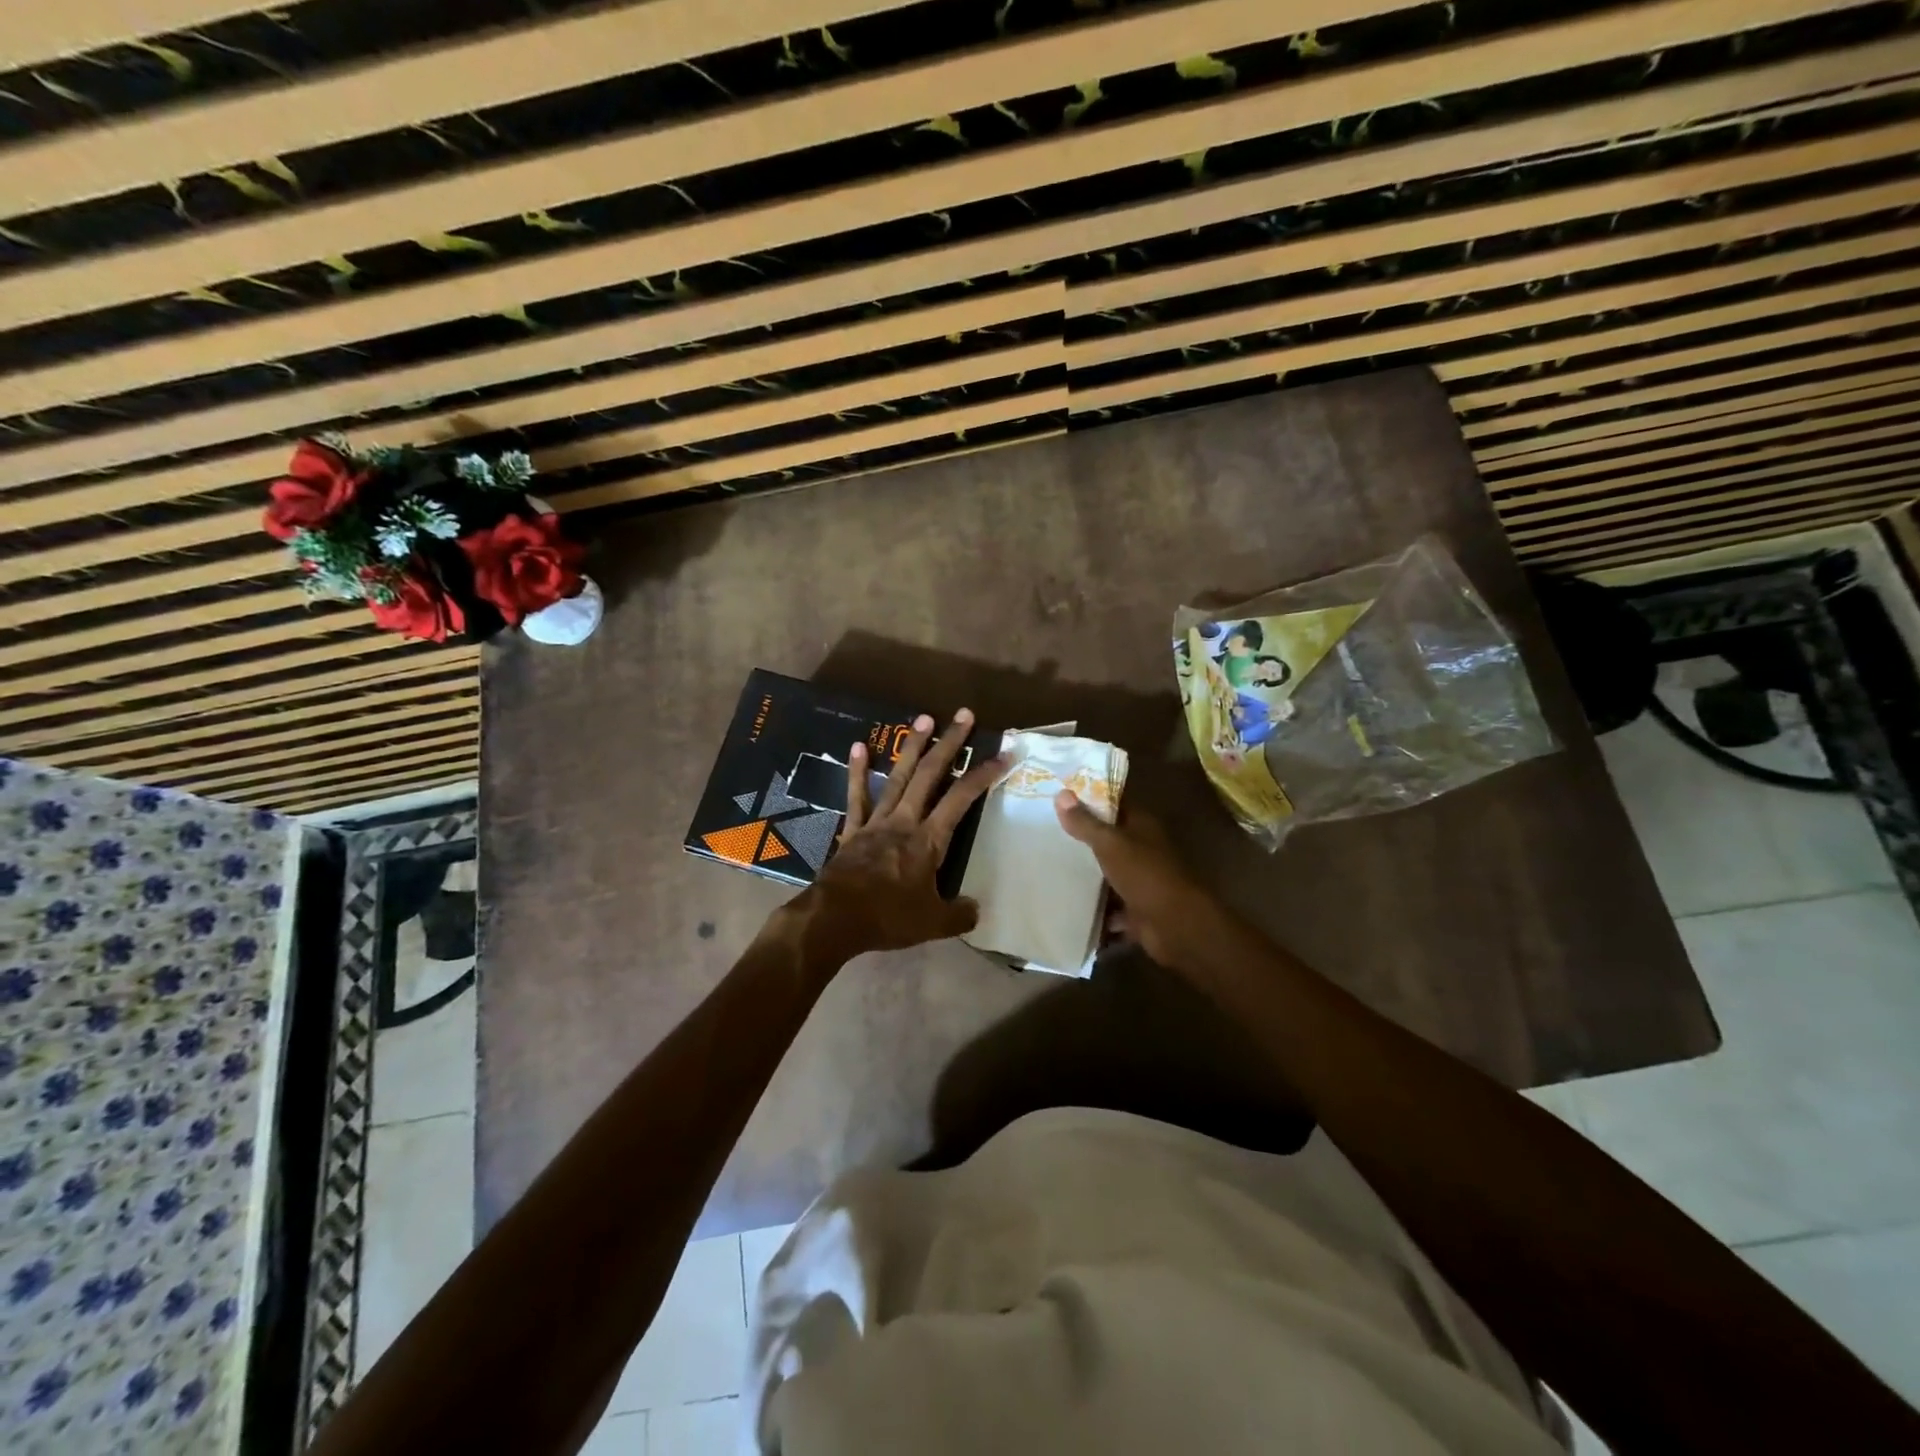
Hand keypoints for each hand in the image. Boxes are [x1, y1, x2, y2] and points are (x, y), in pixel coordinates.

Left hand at [800, 709, 1004, 959]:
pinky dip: (858, 771)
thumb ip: (959, 914)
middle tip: (963, 715)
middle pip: (930, 775)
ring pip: (898, 777)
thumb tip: (976, 909)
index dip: (983, 775)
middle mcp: (904, 821)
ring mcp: (876, 822)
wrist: (833, 919)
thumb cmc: (887, 917)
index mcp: (928, 840)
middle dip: (949, 744)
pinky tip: (857, 746)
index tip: (1002, 755)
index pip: (961, 799)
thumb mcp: (933, 923)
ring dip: (912, 747)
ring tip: (924, 719)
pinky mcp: (852, 830)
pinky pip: (856, 796)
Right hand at [1053, 793, 1219, 970]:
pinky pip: (1109, 908)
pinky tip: (1066, 907)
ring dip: (1085, 877)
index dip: (1089, 800)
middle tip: (1045, 834)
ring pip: (1108, 874)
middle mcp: (1143, 850)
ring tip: (1048, 870)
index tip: (1058, 799)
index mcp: (1142, 827)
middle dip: (1081, 840)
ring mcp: (1140, 881)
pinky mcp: (1136, 911)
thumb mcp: (1110, 844)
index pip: (1114, 805)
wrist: (1176, 926)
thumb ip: (1085, 823)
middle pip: (1109, 840)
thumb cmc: (1145, 874)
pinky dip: (1093, 911)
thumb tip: (1061, 793)